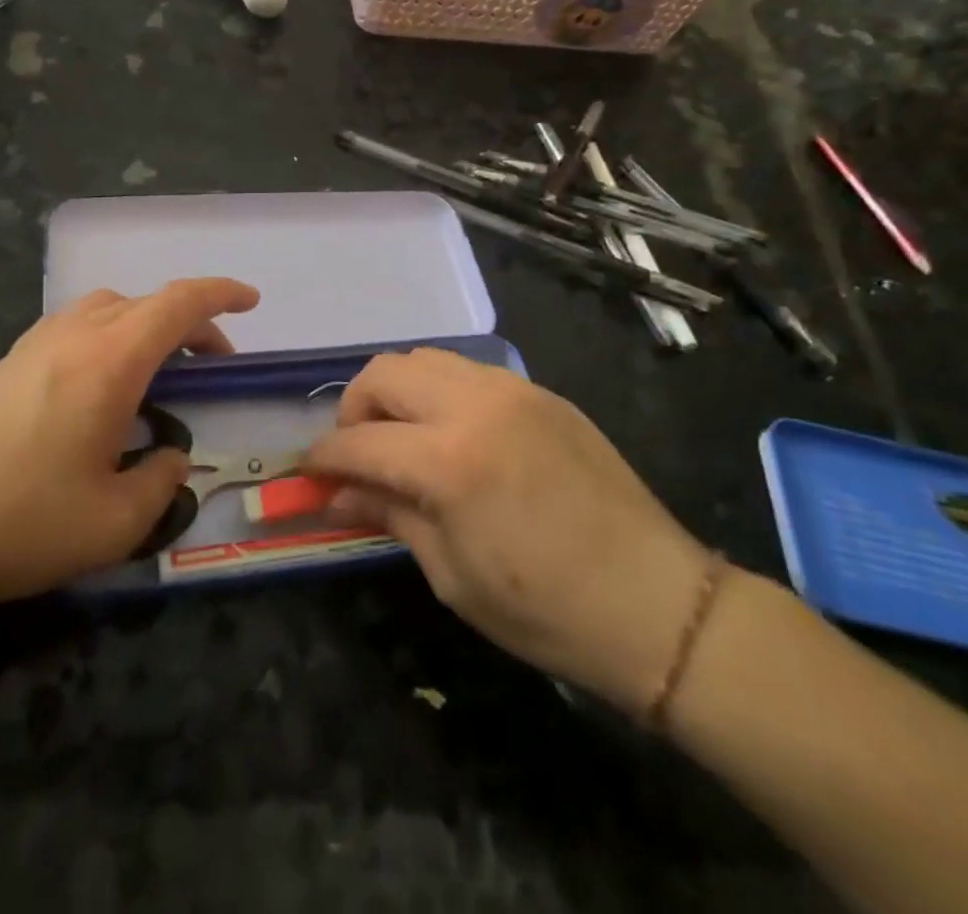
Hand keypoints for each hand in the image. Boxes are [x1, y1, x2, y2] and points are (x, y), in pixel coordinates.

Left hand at [0, 277, 258, 618]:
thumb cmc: (19, 521)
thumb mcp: (113, 523)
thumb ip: (159, 484)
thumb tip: (169, 458)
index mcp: (110, 360)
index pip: (179, 303)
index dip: (221, 295)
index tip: (251, 301)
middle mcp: (72, 336)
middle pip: (144, 302)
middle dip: (190, 321)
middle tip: (211, 362)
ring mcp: (31, 346)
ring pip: (104, 309)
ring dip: (143, 325)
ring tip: (157, 371)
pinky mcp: (3, 366)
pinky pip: (72, 328)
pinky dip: (107, 337)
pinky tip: (98, 388)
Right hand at [303, 348, 711, 715]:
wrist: (658, 604)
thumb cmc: (546, 609)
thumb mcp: (452, 574)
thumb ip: (389, 516)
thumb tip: (336, 496)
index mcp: (449, 460)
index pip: (359, 441)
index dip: (324, 456)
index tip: (308, 471)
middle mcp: (475, 404)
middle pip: (383, 373)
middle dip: (354, 409)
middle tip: (357, 451)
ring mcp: (513, 390)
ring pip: (425, 359)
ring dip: (398, 391)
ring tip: (403, 437)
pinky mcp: (541, 392)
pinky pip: (470, 371)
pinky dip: (441, 391)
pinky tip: (453, 434)